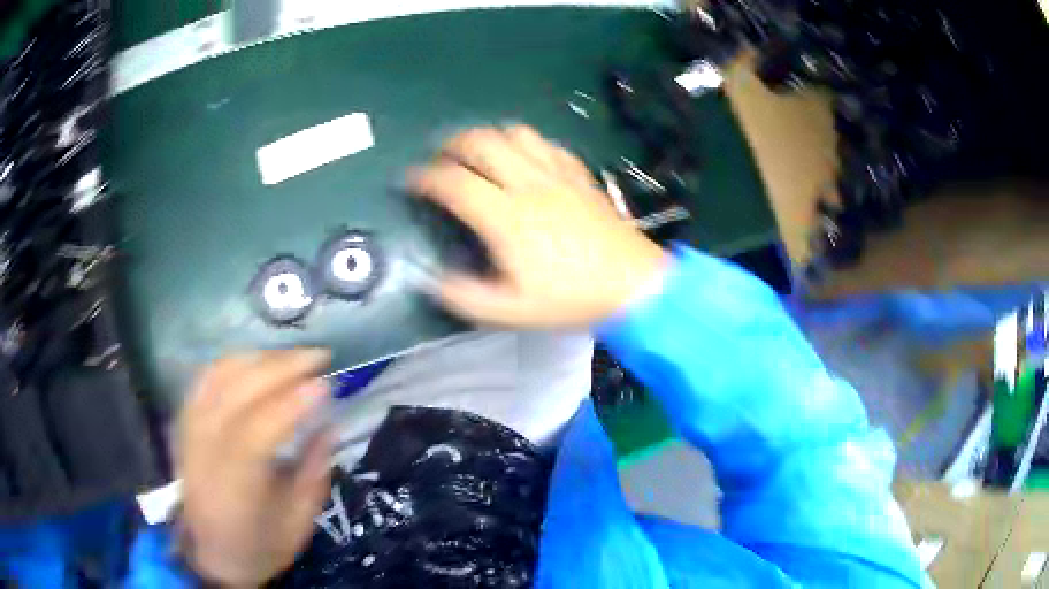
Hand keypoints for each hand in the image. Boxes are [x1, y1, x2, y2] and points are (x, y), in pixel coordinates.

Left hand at [179, 350, 332, 586]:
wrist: (210, 553)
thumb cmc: (258, 546)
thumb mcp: (298, 525)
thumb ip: (314, 475)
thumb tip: (330, 426)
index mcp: (234, 490)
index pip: (256, 433)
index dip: (291, 404)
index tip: (325, 383)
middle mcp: (204, 452)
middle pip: (236, 394)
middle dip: (280, 367)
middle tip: (319, 356)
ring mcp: (189, 432)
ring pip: (219, 378)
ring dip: (260, 358)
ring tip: (293, 356)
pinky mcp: (185, 422)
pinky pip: (205, 379)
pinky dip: (233, 362)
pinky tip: (257, 361)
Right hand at [409, 125, 666, 327]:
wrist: (633, 284)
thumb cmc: (571, 299)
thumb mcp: (512, 312)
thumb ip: (465, 296)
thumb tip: (431, 279)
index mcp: (506, 217)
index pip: (453, 181)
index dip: (425, 178)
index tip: (411, 182)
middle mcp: (528, 184)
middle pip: (481, 142)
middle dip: (451, 145)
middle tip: (440, 161)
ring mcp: (557, 173)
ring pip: (514, 133)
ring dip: (488, 138)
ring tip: (477, 155)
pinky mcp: (578, 173)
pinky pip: (545, 143)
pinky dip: (524, 143)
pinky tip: (522, 159)